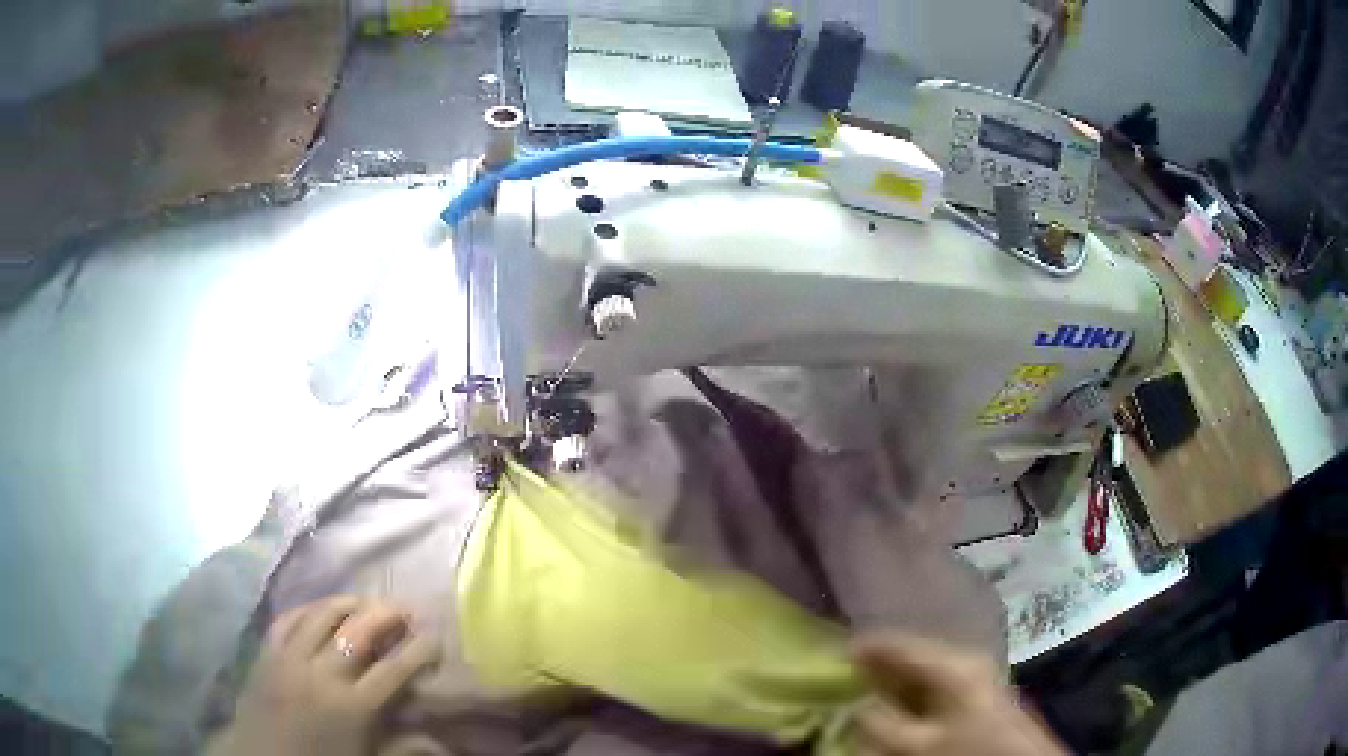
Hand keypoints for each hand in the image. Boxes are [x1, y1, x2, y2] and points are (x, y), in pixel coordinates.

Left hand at [207, 595, 439, 755]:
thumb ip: (403, 749)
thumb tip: (443, 742)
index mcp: (352, 708)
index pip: (394, 670)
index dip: (418, 650)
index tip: (435, 637)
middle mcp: (322, 675)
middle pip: (358, 632)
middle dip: (386, 615)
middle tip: (406, 607)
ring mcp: (289, 659)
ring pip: (321, 615)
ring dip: (348, 602)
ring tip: (367, 600)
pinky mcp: (266, 653)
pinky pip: (286, 619)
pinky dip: (306, 609)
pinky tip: (319, 608)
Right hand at [850, 634, 1066, 755]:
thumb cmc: (972, 751)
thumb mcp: (921, 745)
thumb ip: (884, 724)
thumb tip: (858, 705)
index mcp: (955, 664)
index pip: (901, 644)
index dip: (867, 647)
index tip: (834, 653)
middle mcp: (967, 660)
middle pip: (914, 654)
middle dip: (879, 665)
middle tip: (845, 676)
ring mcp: (977, 676)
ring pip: (925, 671)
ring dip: (895, 681)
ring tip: (866, 692)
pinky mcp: (980, 694)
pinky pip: (937, 686)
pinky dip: (913, 694)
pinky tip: (900, 708)